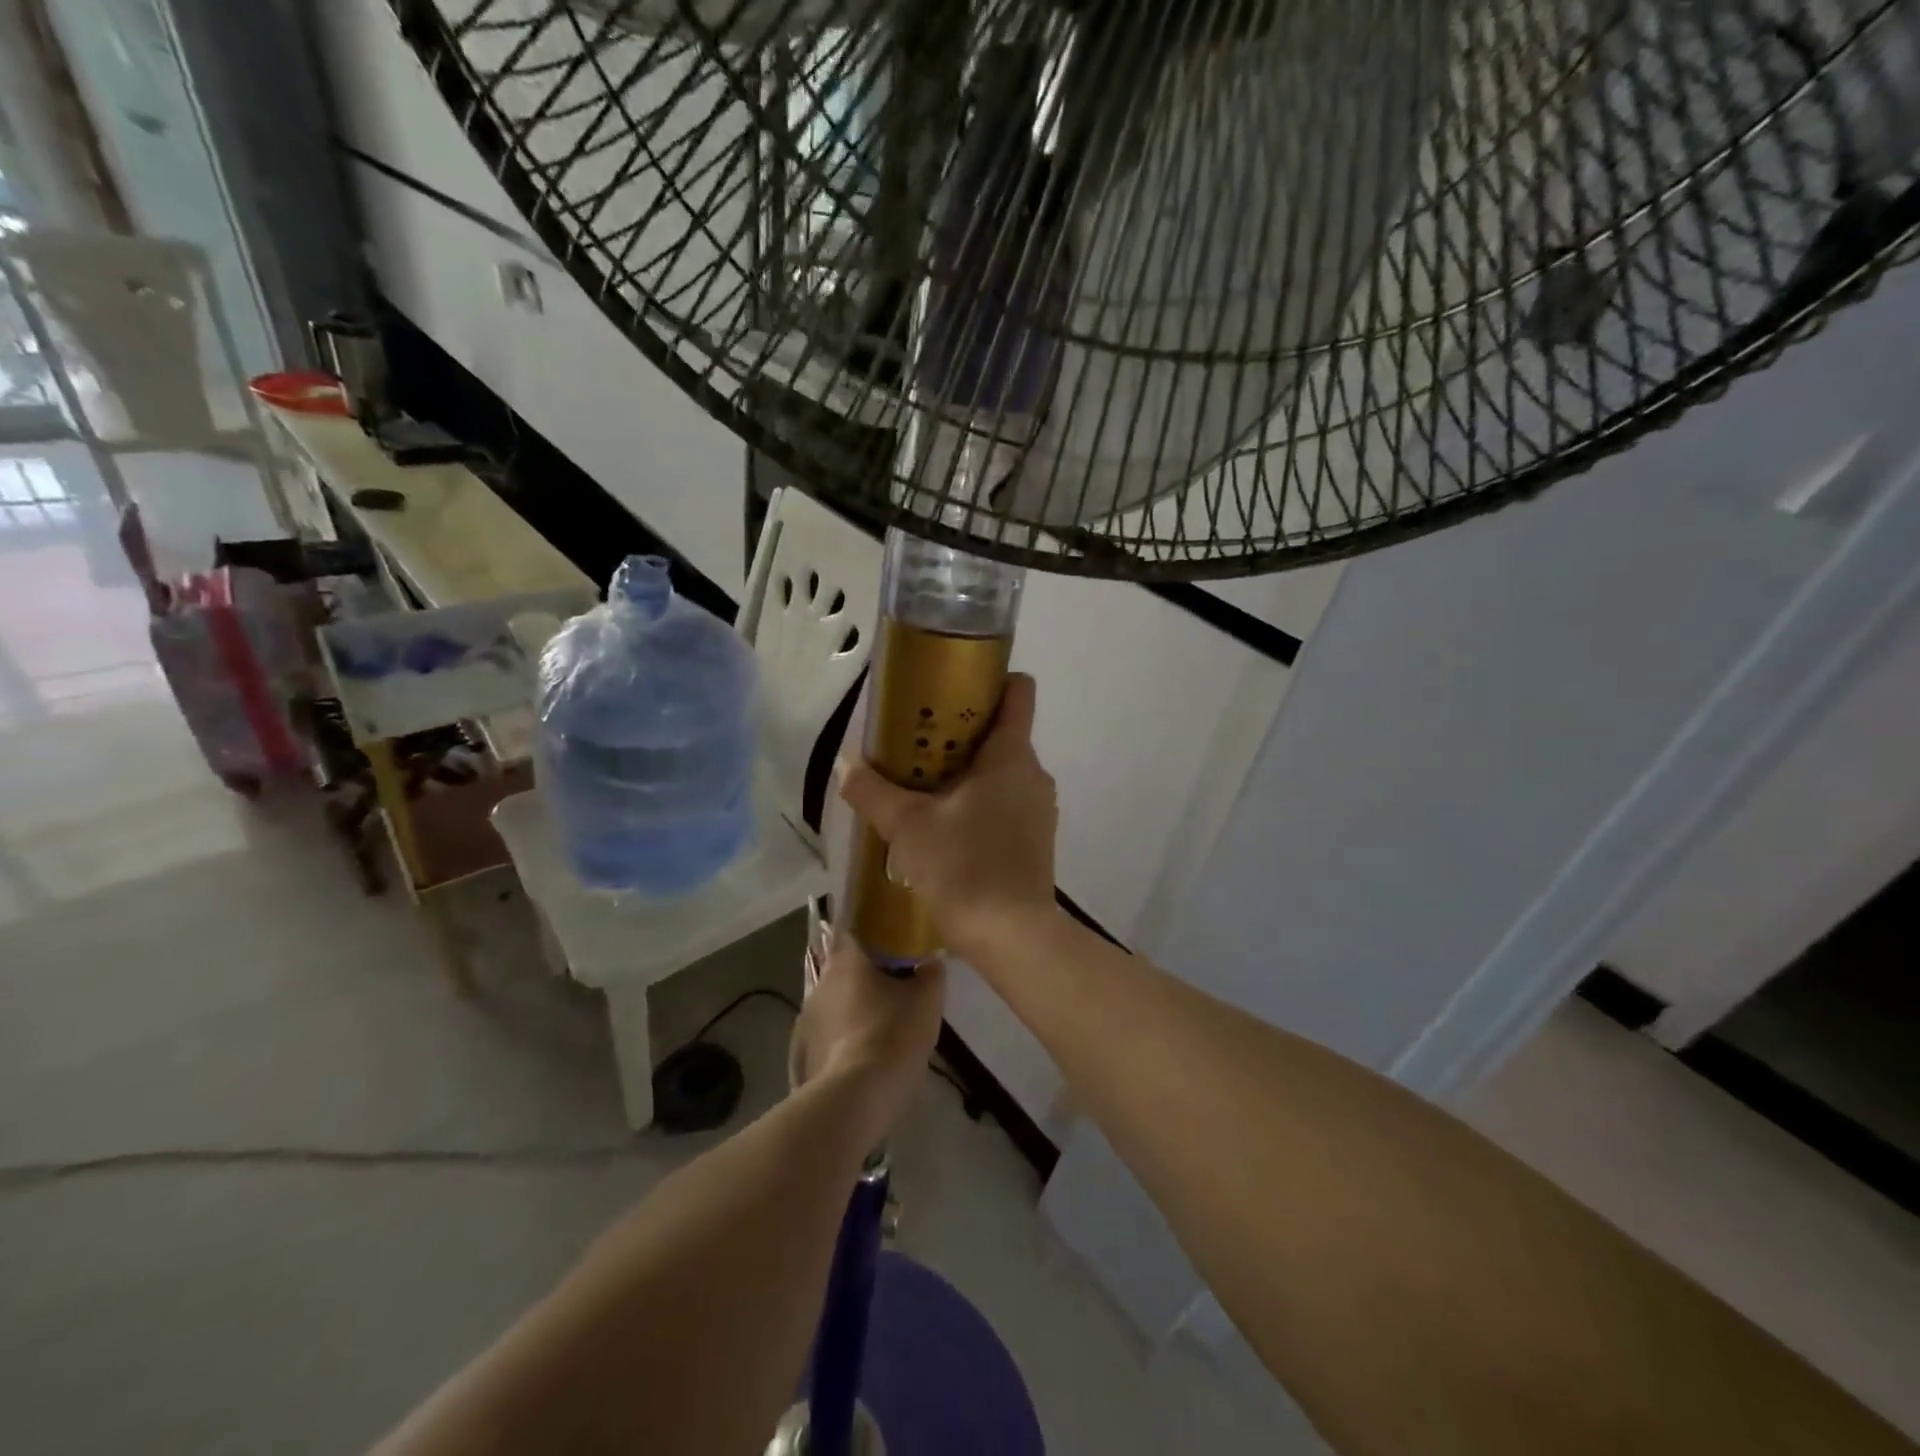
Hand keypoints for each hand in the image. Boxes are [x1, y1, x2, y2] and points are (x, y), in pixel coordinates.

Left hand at [791, 935, 945, 1147]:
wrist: (855, 1097)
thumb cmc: (893, 1034)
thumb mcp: (927, 1000)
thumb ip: (931, 972)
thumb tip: (931, 959)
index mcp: (847, 958)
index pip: (853, 928)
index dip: (871, 930)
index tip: (890, 939)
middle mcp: (821, 980)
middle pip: (844, 965)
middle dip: (865, 972)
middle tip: (893, 982)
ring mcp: (806, 1017)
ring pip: (834, 999)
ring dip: (853, 1004)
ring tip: (880, 1020)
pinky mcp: (803, 1050)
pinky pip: (827, 1032)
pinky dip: (843, 1035)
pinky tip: (862, 1051)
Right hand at [838, 673, 1057, 958]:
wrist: (1013, 937)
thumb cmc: (964, 867)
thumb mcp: (907, 826)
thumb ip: (873, 791)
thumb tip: (845, 764)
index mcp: (1011, 755)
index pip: (1018, 691)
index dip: (988, 680)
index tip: (949, 690)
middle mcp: (1033, 774)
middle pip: (1002, 733)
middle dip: (960, 733)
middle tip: (916, 746)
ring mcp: (1038, 809)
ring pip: (1002, 772)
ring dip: (967, 773)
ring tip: (923, 789)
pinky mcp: (1035, 839)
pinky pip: (1006, 803)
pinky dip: (979, 803)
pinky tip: (946, 829)